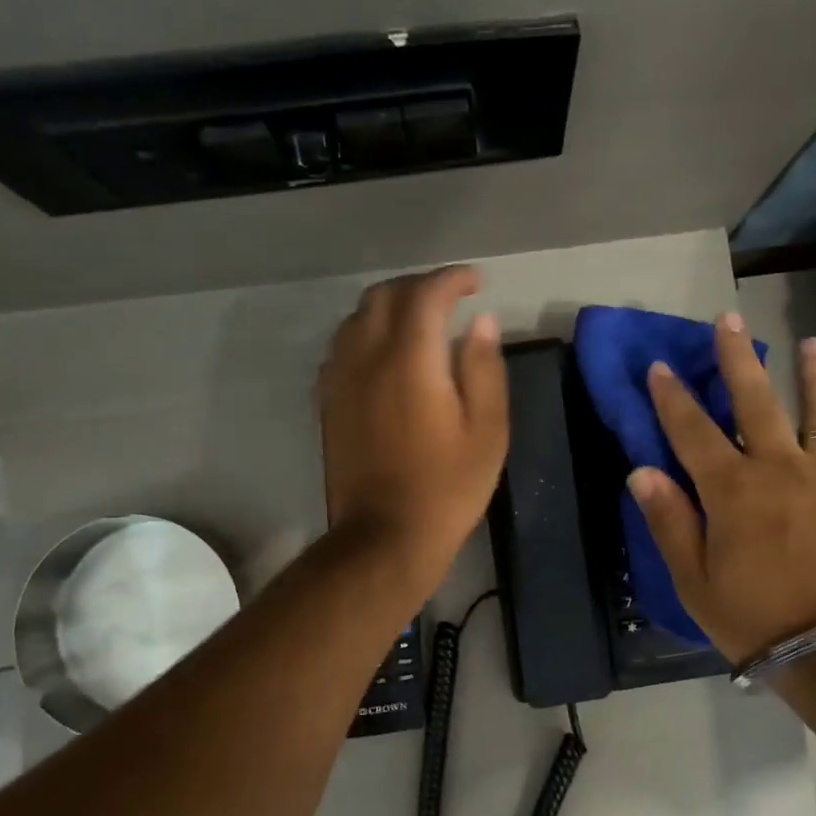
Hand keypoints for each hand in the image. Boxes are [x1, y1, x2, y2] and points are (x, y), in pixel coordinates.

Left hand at [317, 265, 507, 583]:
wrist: (385, 536)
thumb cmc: (447, 487)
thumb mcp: (487, 431)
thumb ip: (484, 368)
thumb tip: (481, 322)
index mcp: (410, 360)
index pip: (426, 294)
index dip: (452, 279)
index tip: (476, 282)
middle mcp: (367, 358)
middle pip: (384, 295)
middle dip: (419, 285)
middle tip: (451, 297)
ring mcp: (340, 380)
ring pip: (356, 318)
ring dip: (389, 306)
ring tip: (419, 320)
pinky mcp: (328, 402)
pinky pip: (342, 346)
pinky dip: (367, 333)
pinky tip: (386, 354)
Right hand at [627, 314, 815, 663]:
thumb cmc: (756, 618)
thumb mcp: (695, 581)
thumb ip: (669, 521)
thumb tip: (642, 472)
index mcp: (733, 491)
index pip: (693, 430)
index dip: (673, 397)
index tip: (660, 366)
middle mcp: (781, 468)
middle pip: (755, 400)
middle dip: (737, 358)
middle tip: (728, 320)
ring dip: (811, 373)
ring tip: (809, 343)